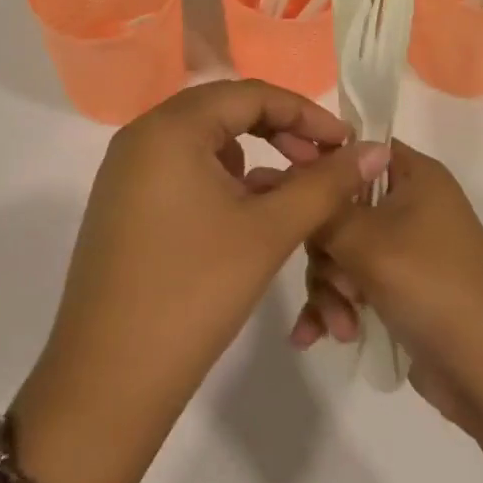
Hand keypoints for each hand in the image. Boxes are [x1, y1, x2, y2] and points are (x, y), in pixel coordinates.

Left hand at [11, 80, 389, 482]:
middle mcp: (143, 133)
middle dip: (280, 132)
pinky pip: (182, 167)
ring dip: (252, 155)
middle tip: (322, 165)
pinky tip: (245, 213)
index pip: (252, 95)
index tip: (347, 145)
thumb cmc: (193, 295)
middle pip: (226, 111)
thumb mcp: (268, 232)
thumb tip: (377, 150)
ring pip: (204, 140)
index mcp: (171, 126)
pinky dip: (220, 178)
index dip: (306, 115)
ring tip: (289, 192)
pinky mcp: (122, 201)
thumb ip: (325, 185)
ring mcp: (126, 168)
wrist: (105, 386)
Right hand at [291, 141, 482, 431]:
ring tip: (338, 326)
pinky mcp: (399, 288)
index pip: (355, 149)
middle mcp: (409, 202)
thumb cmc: (433, 288)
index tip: (286, 194)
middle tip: (335, 281)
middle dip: (325, 251)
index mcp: (414, 174)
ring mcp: (405, 248)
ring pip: (341, 249)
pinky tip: (315, 337)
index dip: (319, 166)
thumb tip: (281, 171)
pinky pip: (351, 283)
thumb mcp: (368, 243)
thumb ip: (321, 207)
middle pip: (340, 205)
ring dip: (330, 288)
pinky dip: (336, 306)